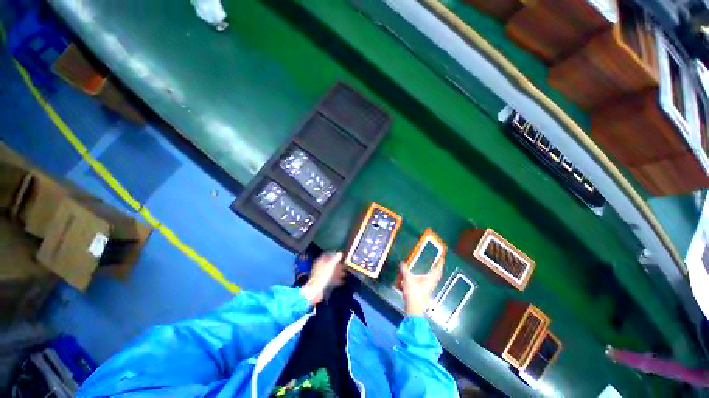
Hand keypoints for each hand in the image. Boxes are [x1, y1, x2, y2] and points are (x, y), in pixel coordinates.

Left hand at [301, 252, 345, 304]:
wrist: (315, 290)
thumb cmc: (322, 276)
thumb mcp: (330, 266)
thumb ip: (335, 259)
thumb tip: (340, 253)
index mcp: (320, 261)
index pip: (328, 256)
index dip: (334, 256)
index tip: (341, 257)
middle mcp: (320, 267)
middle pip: (330, 264)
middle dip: (338, 266)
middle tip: (345, 266)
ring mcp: (321, 275)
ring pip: (331, 272)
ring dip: (338, 273)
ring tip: (345, 274)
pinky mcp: (323, 282)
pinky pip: (331, 279)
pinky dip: (336, 279)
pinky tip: (342, 281)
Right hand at [399, 259, 443, 315]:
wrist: (414, 308)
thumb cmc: (413, 292)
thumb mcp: (407, 278)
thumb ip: (404, 269)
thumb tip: (402, 262)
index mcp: (430, 279)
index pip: (437, 269)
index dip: (440, 263)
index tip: (442, 257)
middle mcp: (432, 283)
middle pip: (437, 274)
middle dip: (438, 268)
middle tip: (437, 262)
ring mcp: (429, 288)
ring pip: (434, 279)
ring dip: (434, 273)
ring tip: (431, 268)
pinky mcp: (426, 291)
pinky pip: (430, 281)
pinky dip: (429, 277)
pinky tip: (424, 277)